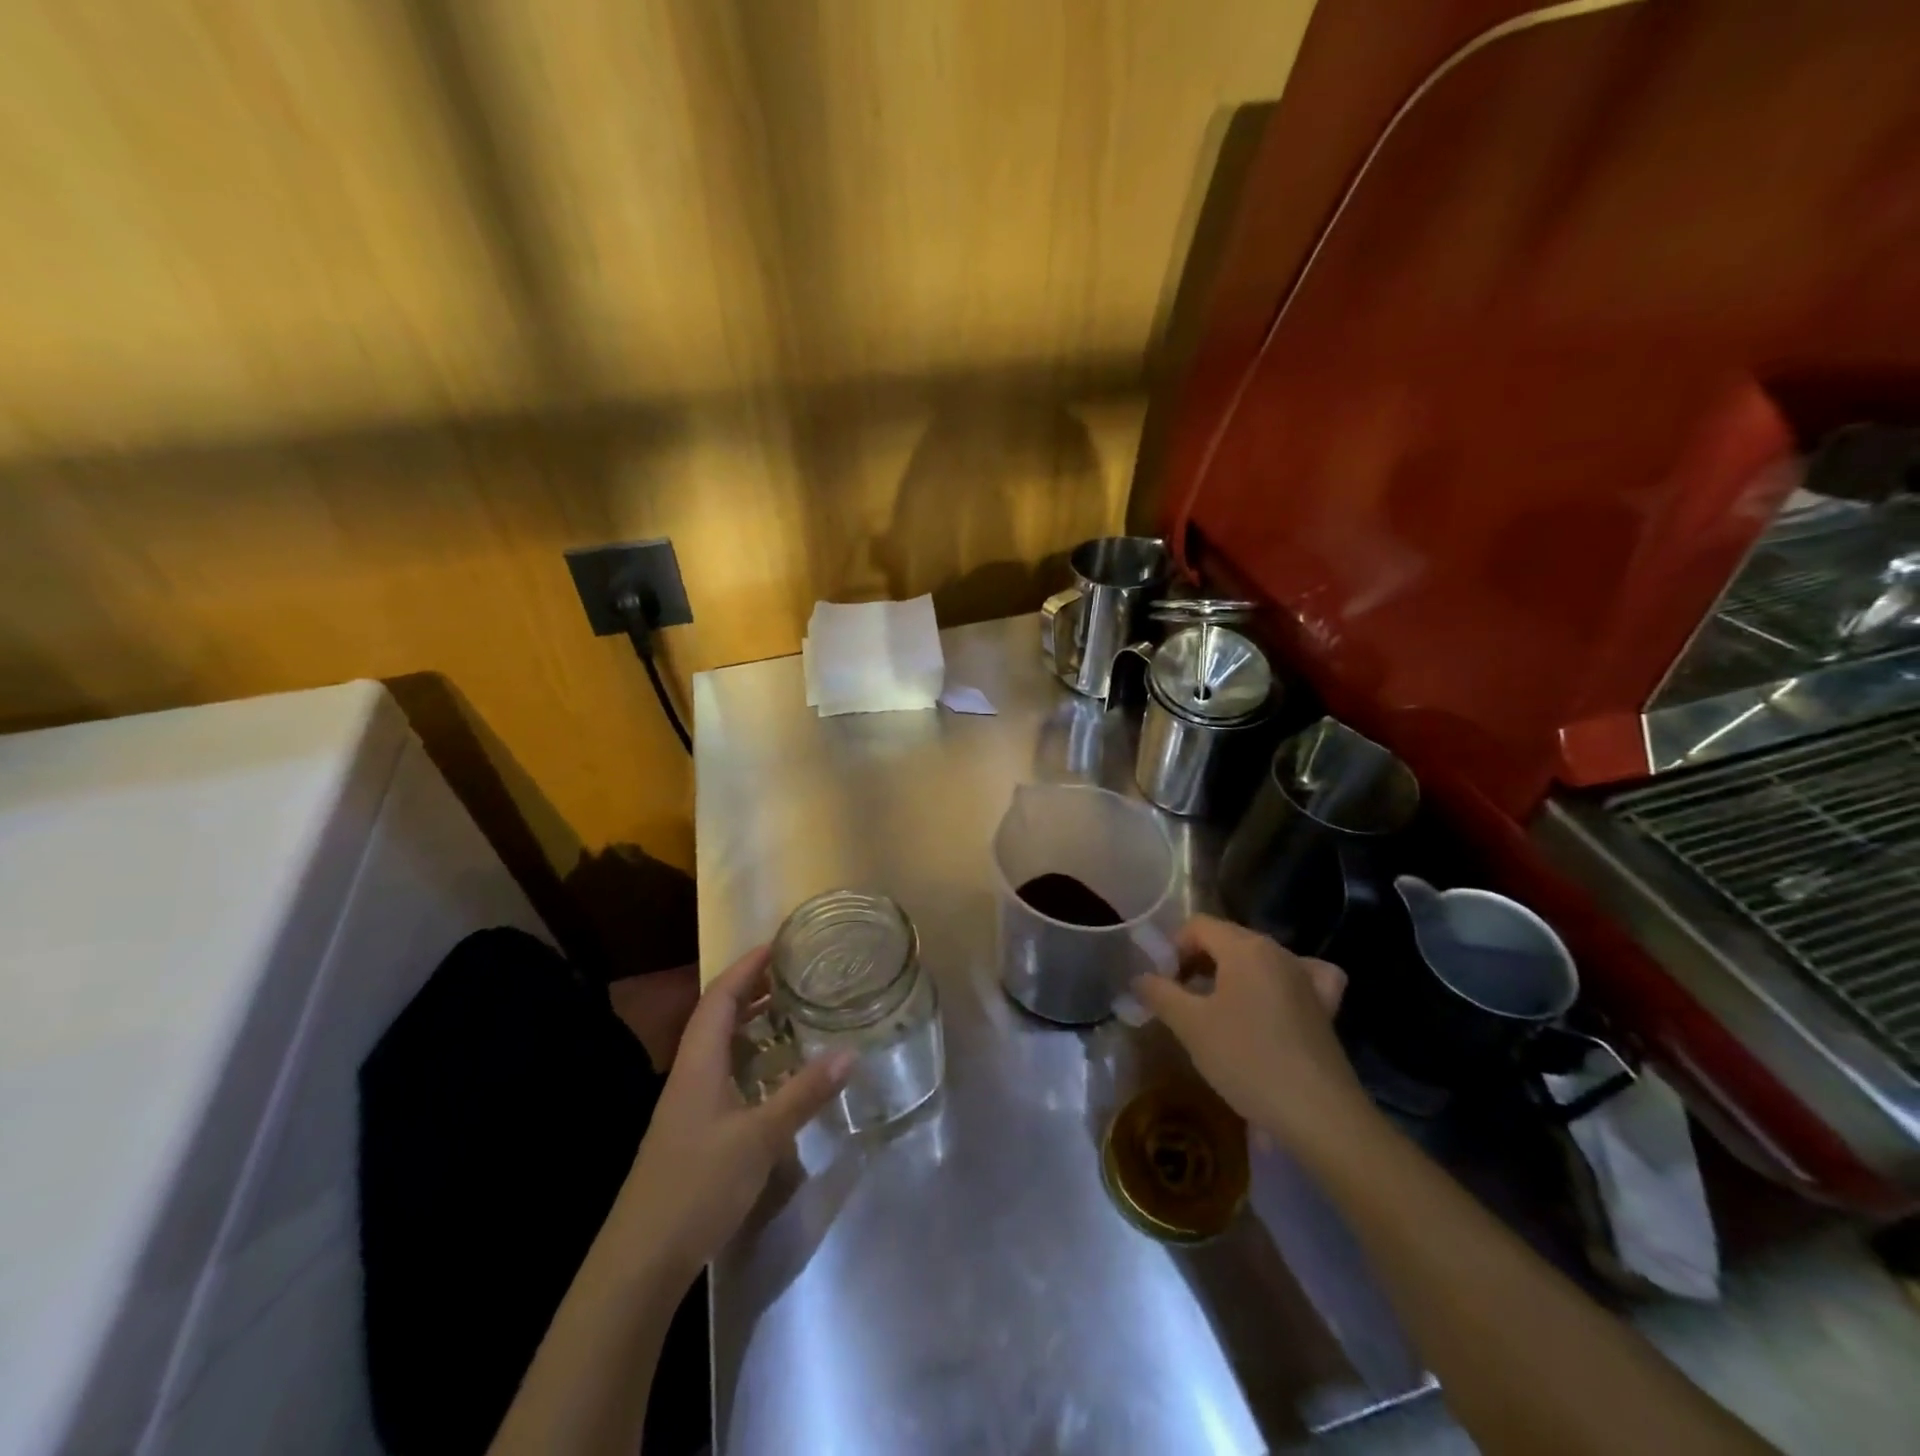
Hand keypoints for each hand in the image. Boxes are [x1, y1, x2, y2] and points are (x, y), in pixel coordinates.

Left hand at [616, 946, 851, 1280]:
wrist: (641, 1261)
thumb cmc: (697, 1186)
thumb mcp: (760, 1138)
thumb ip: (803, 1093)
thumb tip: (849, 1052)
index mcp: (698, 1063)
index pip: (720, 998)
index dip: (746, 967)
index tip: (778, 944)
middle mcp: (689, 1074)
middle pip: (717, 1016)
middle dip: (751, 988)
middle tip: (793, 973)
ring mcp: (687, 1104)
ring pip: (719, 1046)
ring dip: (750, 1022)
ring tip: (788, 1011)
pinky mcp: (693, 1130)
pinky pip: (723, 1073)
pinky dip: (749, 1057)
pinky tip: (772, 1071)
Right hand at [1133, 915, 1368, 1150]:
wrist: (1318, 1114)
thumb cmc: (1247, 1060)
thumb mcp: (1190, 1026)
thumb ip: (1159, 993)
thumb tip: (1140, 978)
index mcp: (1244, 947)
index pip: (1197, 926)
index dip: (1172, 949)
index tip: (1163, 985)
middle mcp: (1277, 951)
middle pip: (1226, 939)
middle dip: (1197, 962)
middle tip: (1181, 1000)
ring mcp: (1306, 977)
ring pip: (1258, 958)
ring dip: (1231, 974)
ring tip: (1217, 1009)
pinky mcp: (1325, 1006)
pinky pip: (1299, 977)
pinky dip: (1281, 981)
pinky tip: (1276, 1000)